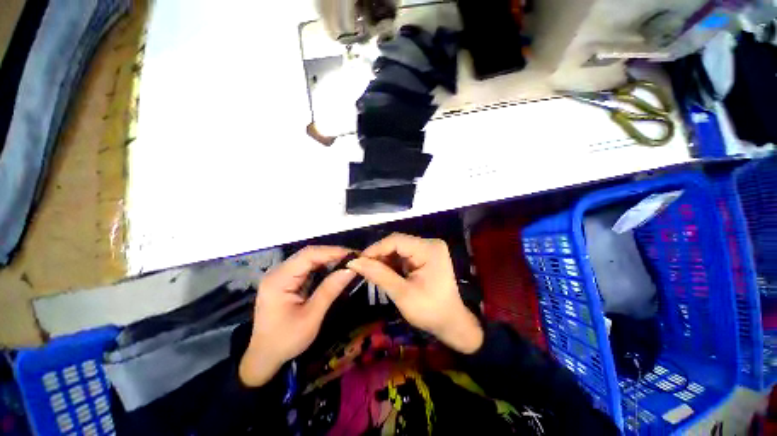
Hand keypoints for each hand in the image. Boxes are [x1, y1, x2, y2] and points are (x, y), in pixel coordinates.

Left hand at [239, 246, 356, 386]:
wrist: (264, 357)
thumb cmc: (286, 340)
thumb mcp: (311, 317)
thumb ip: (330, 290)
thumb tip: (351, 269)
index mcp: (279, 280)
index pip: (308, 255)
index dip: (332, 251)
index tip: (353, 254)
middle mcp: (277, 272)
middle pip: (308, 254)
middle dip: (332, 254)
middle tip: (353, 258)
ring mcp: (280, 275)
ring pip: (308, 259)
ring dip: (328, 259)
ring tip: (347, 261)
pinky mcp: (285, 280)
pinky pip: (306, 267)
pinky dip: (322, 266)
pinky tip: (334, 268)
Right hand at [346, 233, 483, 353]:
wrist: (451, 323)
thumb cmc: (430, 311)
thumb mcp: (402, 294)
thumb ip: (378, 275)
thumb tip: (353, 262)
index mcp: (429, 249)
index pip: (396, 240)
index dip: (375, 249)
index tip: (357, 261)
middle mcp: (430, 244)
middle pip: (397, 243)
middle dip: (379, 255)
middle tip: (362, 268)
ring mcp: (428, 249)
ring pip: (398, 249)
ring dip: (384, 260)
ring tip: (370, 272)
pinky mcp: (425, 256)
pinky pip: (403, 255)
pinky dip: (391, 263)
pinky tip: (383, 273)